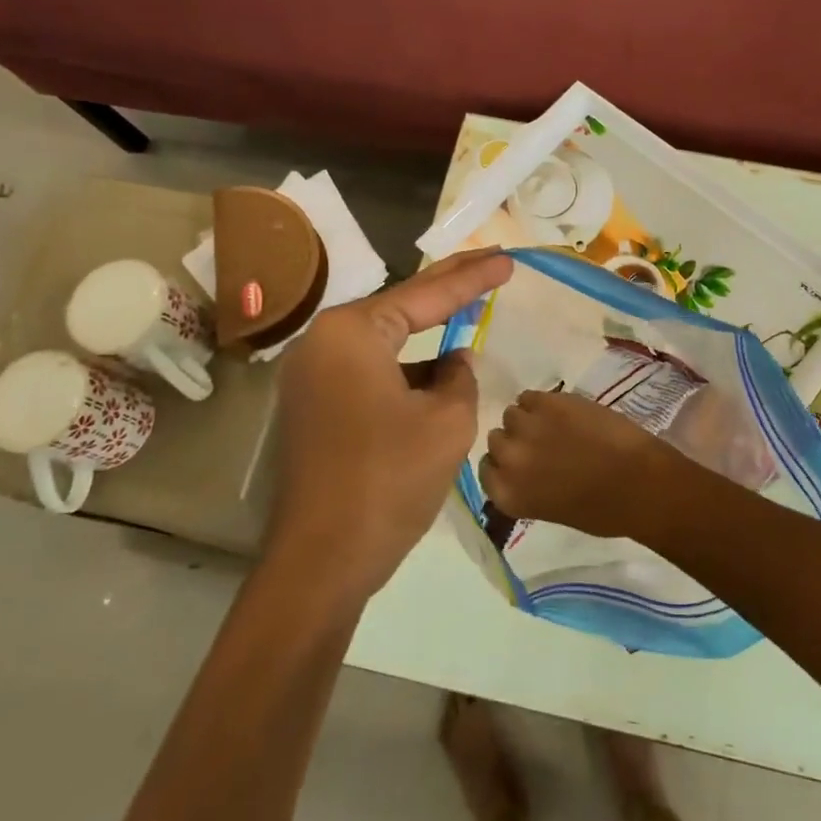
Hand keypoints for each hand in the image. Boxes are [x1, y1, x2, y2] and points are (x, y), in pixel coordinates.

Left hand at [266, 248, 512, 601]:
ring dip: (427, 334)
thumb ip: (460, 377)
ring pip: (385, 343)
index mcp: (351, 333)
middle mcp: (322, 343)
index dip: (473, 278)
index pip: (426, 295)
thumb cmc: (389, 479)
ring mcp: (312, 377)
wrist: (322, 561)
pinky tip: (438, 372)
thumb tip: (453, 362)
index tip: (508, 260)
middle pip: (400, 306)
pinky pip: (370, 372)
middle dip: (448, 286)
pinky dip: (406, 370)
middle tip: (490, 260)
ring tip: (468, 309)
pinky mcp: (314, 408)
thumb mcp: (448, 421)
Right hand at [478, 389, 692, 541]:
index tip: (521, 463)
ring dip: (528, 419)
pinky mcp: (548, 401)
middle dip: (516, 441)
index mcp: (507, 494)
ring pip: (512, 414)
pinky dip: (542, 402)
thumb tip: (521, 469)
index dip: (504, 464)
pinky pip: (530, 395)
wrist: (638, 482)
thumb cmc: (602, 510)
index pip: (485, 470)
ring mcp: (526, 427)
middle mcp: (507, 460)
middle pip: (496, 439)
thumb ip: (526, 487)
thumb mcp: (550, 509)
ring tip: (553, 424)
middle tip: (541, 444)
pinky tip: (563, 411)